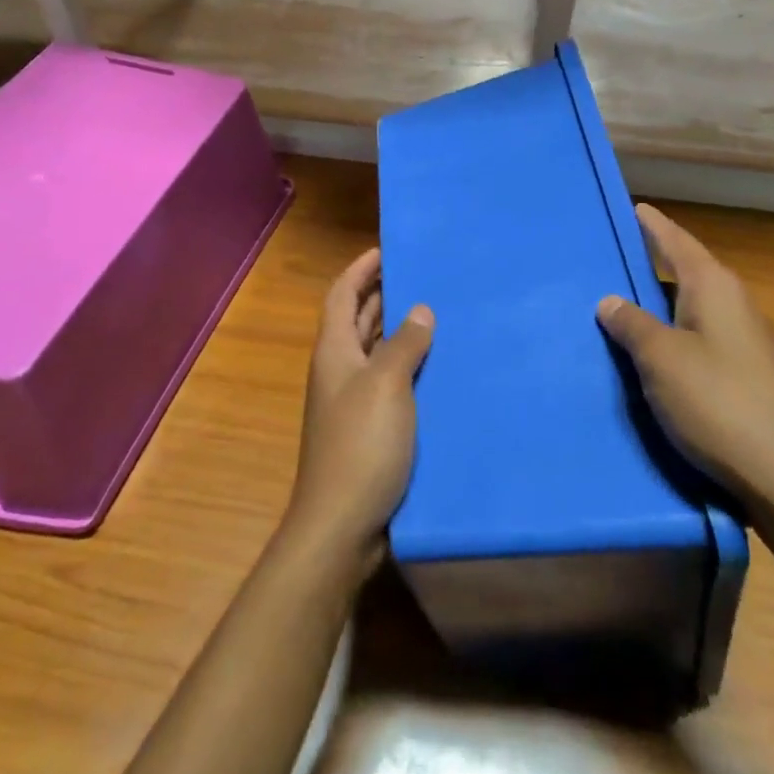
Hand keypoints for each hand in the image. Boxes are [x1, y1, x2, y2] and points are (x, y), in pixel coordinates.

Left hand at [284, 248, 434, 572]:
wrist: (341, 524)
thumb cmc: (361, 445)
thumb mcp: (386, 385)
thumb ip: (403, 344)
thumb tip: (419, 309)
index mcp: (335, 351)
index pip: (342, 294)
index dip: (361, 269)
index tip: (388, 249)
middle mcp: (339, 370)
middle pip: (357, 320)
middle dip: (383, 294)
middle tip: (422, 276)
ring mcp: (352, 401)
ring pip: (375, 351)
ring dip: (398, 331)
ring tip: (437, 313)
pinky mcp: (369, 429)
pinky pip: (389, 382)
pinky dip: (408, 367)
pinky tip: (438, 369)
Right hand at [597, 204, 773, 519]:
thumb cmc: (720, 404)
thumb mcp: (661, 360)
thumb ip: (631, 324)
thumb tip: (610, 300)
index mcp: (715, 288)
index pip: (676, 241)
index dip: (652, 224)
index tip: (632, 206)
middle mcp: (735, 305)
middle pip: (685, 273)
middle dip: (649, 265)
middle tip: (609, 260)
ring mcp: (746, 343)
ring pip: (690, 310)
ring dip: (657, 307)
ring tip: (618, 308)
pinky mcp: (748, 376)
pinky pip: (699, 340)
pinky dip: (671, 337)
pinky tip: (651, 356)